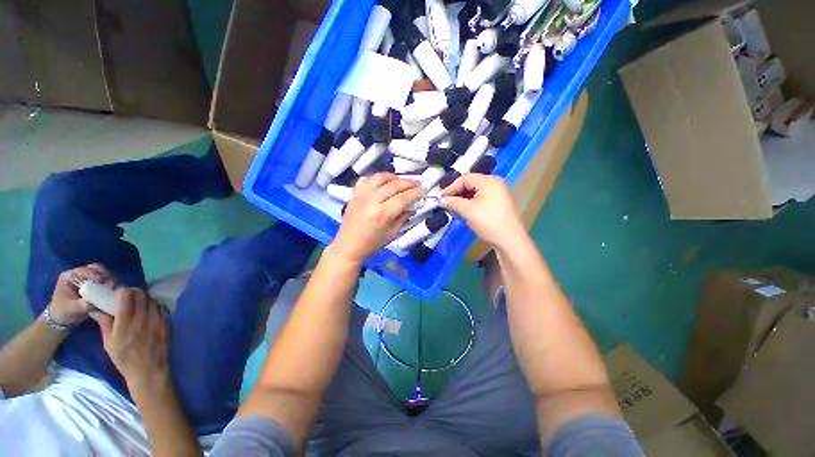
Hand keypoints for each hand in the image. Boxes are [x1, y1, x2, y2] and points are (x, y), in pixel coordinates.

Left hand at [49, 264, 114, 325]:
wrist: (64, 317)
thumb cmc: (63, 312)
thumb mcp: (71, 309)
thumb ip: (81, 306)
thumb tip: (94, 303)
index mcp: (69, 277)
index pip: (82, 270)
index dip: (93, 273)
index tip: (102, 280)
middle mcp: (79, 274)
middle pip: (95, 269)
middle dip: (105, 274)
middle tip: (111, 283)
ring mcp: (88, 279)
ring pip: (102, 273)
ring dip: (109, 279)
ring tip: (113, 287)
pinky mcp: (95, 284)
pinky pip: (105, 280)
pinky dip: (110, 284)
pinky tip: (113, 290)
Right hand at [90, 288, 169, 387]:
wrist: (148, 370)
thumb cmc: (125, 359)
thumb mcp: (109, 343)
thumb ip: (105, 324)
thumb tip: (96, 309)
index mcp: (125, 325)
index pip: (126, 298)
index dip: (123, 292)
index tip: (119, 292)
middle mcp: (142, 320)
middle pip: (141, 296)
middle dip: (134, 293)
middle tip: (129, 295)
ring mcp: (157, 321)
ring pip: (152, 301)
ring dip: (145, 298)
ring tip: (139, 302)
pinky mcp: (167, 324)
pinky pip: (162, 308)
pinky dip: (155, 306)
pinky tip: (150, 310)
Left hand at [332, 173, 424, 262]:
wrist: (349, 245)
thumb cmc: (373, 243)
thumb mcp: (393, 233)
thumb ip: (404, 216)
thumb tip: (413, 204)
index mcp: (382, 214)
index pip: (403, 197)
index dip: (415, 192)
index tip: (423, 190)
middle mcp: (371, 201)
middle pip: (394, 185)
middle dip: (408, 183)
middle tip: (417, 183)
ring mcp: (361, 195)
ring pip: (380, 177)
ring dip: (393, 177)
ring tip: (401, 181)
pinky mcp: (354, 194)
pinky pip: (366, 179)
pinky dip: (377, 179)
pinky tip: (383, 184)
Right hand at [441, 173, 524, 247]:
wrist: (509, 240)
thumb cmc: (489, 223)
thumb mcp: (469, 211)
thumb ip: (453, 203)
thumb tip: (441, 200)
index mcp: (489, 181)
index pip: (465, 179)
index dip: (451, 187)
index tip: (440, 197)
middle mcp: (493, 183)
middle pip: (469, 183)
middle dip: (455, 192)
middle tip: (443, 201)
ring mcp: (495, 193)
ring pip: (472, 191)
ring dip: (460, 198)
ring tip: (450, 206)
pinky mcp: (494, 202)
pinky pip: (477, 198)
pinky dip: (467, 202)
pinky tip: (459, 209)